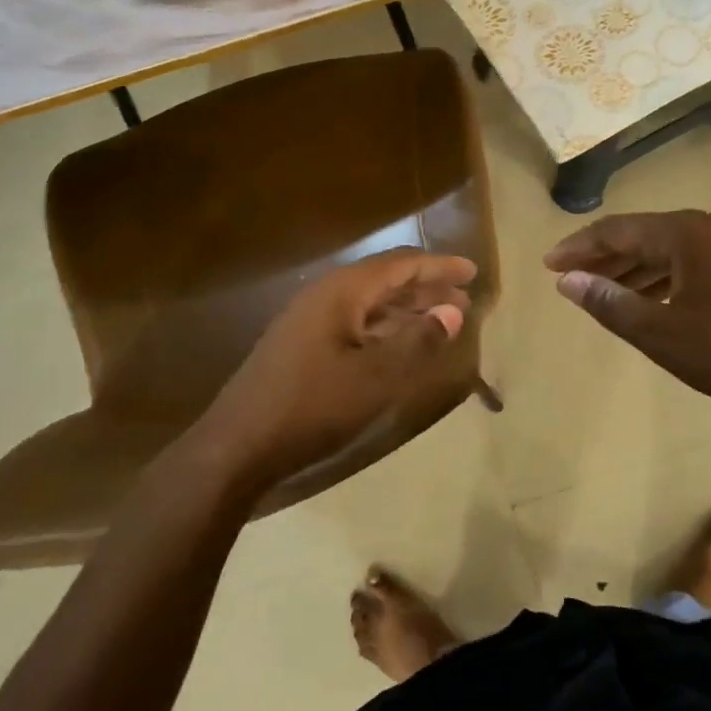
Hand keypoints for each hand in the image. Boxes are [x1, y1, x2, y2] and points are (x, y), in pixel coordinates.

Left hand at [194, 248, 478, 493]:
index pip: (400, 264)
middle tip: (463, 299)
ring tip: (441, 319)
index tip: (471, 272)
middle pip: (385, 280)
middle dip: (425, 287)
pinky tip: (400, 345)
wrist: (238, 446)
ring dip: (407, 308)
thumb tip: (453, 310)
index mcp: (342, 291)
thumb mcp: (376, 376)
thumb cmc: (312, 406)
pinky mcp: (303, 345)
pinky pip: (356, 323)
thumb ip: (418, 340)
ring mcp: (310, 321)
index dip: (438, 267)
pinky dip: (385, 327)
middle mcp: (326, 296)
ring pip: (370, 303)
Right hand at [544, 210, 710, 426]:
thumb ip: (609, 302)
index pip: (617, 230)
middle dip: (602, 257)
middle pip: (640, 235)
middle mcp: (707, 227)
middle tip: (567, 278)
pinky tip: (645, 299)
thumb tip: (567, 280)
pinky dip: (659, 278)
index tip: (548, 265)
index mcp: (685, 233)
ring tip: (599, 292)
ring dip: (630, 269)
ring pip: (665, 249)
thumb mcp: (660, 332)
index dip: (578, 247)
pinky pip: (687, 262)